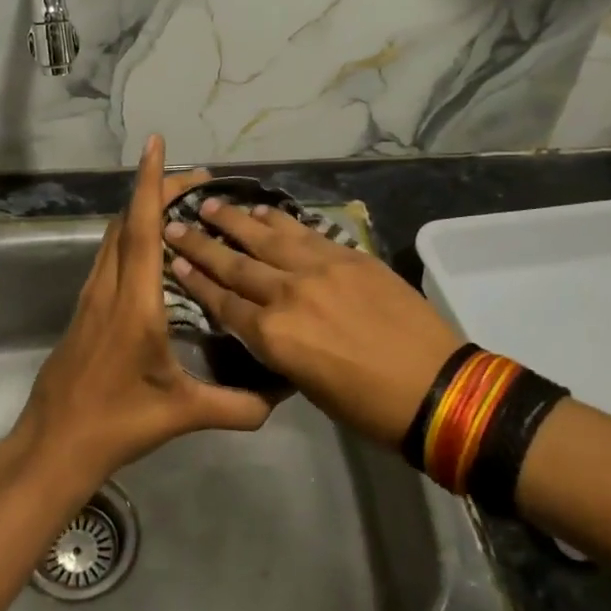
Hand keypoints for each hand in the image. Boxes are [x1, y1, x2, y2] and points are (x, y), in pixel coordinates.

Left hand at [12, 136, 273, 495]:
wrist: (53, 444)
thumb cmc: (116, 423)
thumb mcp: (181, 414)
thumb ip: (235, 405)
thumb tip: (280, 398)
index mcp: (135, 303)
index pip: (142, 229)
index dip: (150, 183)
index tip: (156, 145)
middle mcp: (109, 288)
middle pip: (127, 221)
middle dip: (157, 190)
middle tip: (197, 181)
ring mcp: (91, 297)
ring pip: (114, 236)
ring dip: (141, 211)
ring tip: (179, 206)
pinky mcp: (84, 309)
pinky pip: (109, 256)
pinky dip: (131, 235)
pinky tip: (152, 250)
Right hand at [162, 200, 463, 447]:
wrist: (436, 387)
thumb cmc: (368, 406)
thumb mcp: (306, 384)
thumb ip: (278, 346)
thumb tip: (264, 322)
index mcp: (274, 336)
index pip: (224, 302)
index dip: (196, 280)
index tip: (174, 260)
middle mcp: (288, 293)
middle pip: (235, 264)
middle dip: (201, 243)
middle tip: (175, 224)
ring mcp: (320, 268)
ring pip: (266, 237)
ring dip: (235, 220)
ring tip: (210, 203)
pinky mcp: (348, 255)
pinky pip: (305, 232)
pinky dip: (280, 220)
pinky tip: (263, 210)